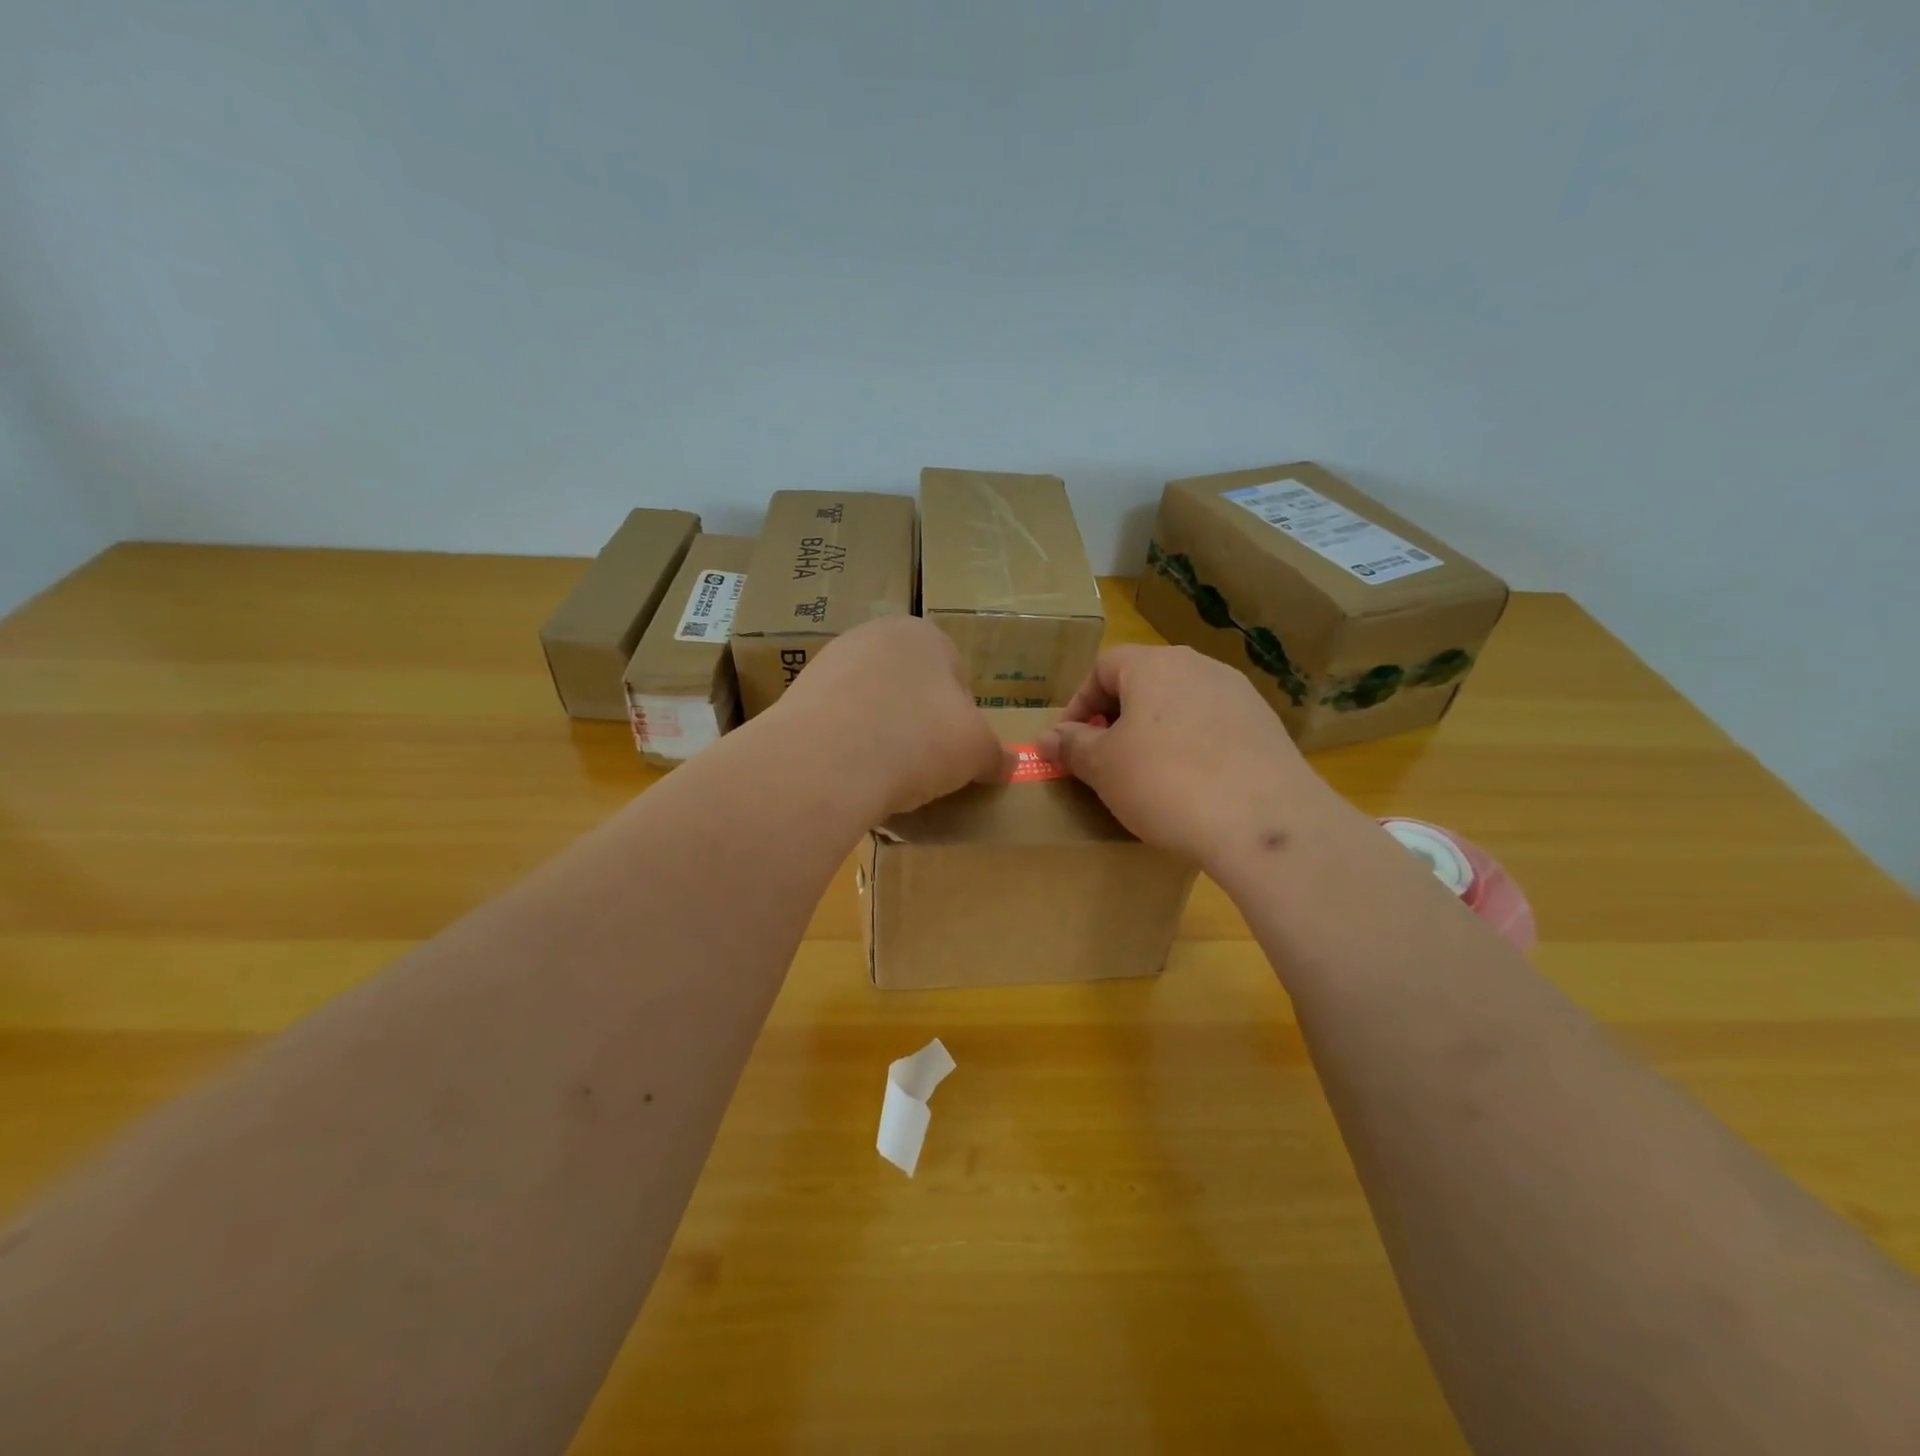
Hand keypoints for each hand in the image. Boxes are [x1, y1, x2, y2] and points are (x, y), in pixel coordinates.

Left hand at [773, 616, 1011, 819]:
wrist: (825, 762)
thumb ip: (996, 754)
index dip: (963, 719)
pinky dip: (848, 745)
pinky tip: (850, 774)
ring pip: (872, 705)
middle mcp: (874, 636)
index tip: (956, 754)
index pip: (957, 676)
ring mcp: (830, 663)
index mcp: (924, 634)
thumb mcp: (976, 751)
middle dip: (920, 724)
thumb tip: (1008, 763)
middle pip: (912, 688)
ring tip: (885, 776)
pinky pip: (838, 724)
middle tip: (924, 766)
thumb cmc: (918, 740)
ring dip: (883, 735)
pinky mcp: (797, 696)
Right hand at [1039, 646, 1339, 864]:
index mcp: (1155, 664)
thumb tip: (1048, 737)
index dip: (1078, 703)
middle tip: (1104, 758)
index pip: (1103, 667)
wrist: (1264, 823)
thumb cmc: (1165, 783)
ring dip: (1155, 732)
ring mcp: (1239, 695)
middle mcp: (1199, 667)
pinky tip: (1192, 785)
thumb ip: (1072, 746)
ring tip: (1146, 774)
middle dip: (1116, 717)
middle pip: (1144, 681)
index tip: (1069, 743)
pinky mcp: (1266, 727)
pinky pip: (1214, 727)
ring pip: (1180, 704)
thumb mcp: (1104, 767)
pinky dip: (1192, 747)